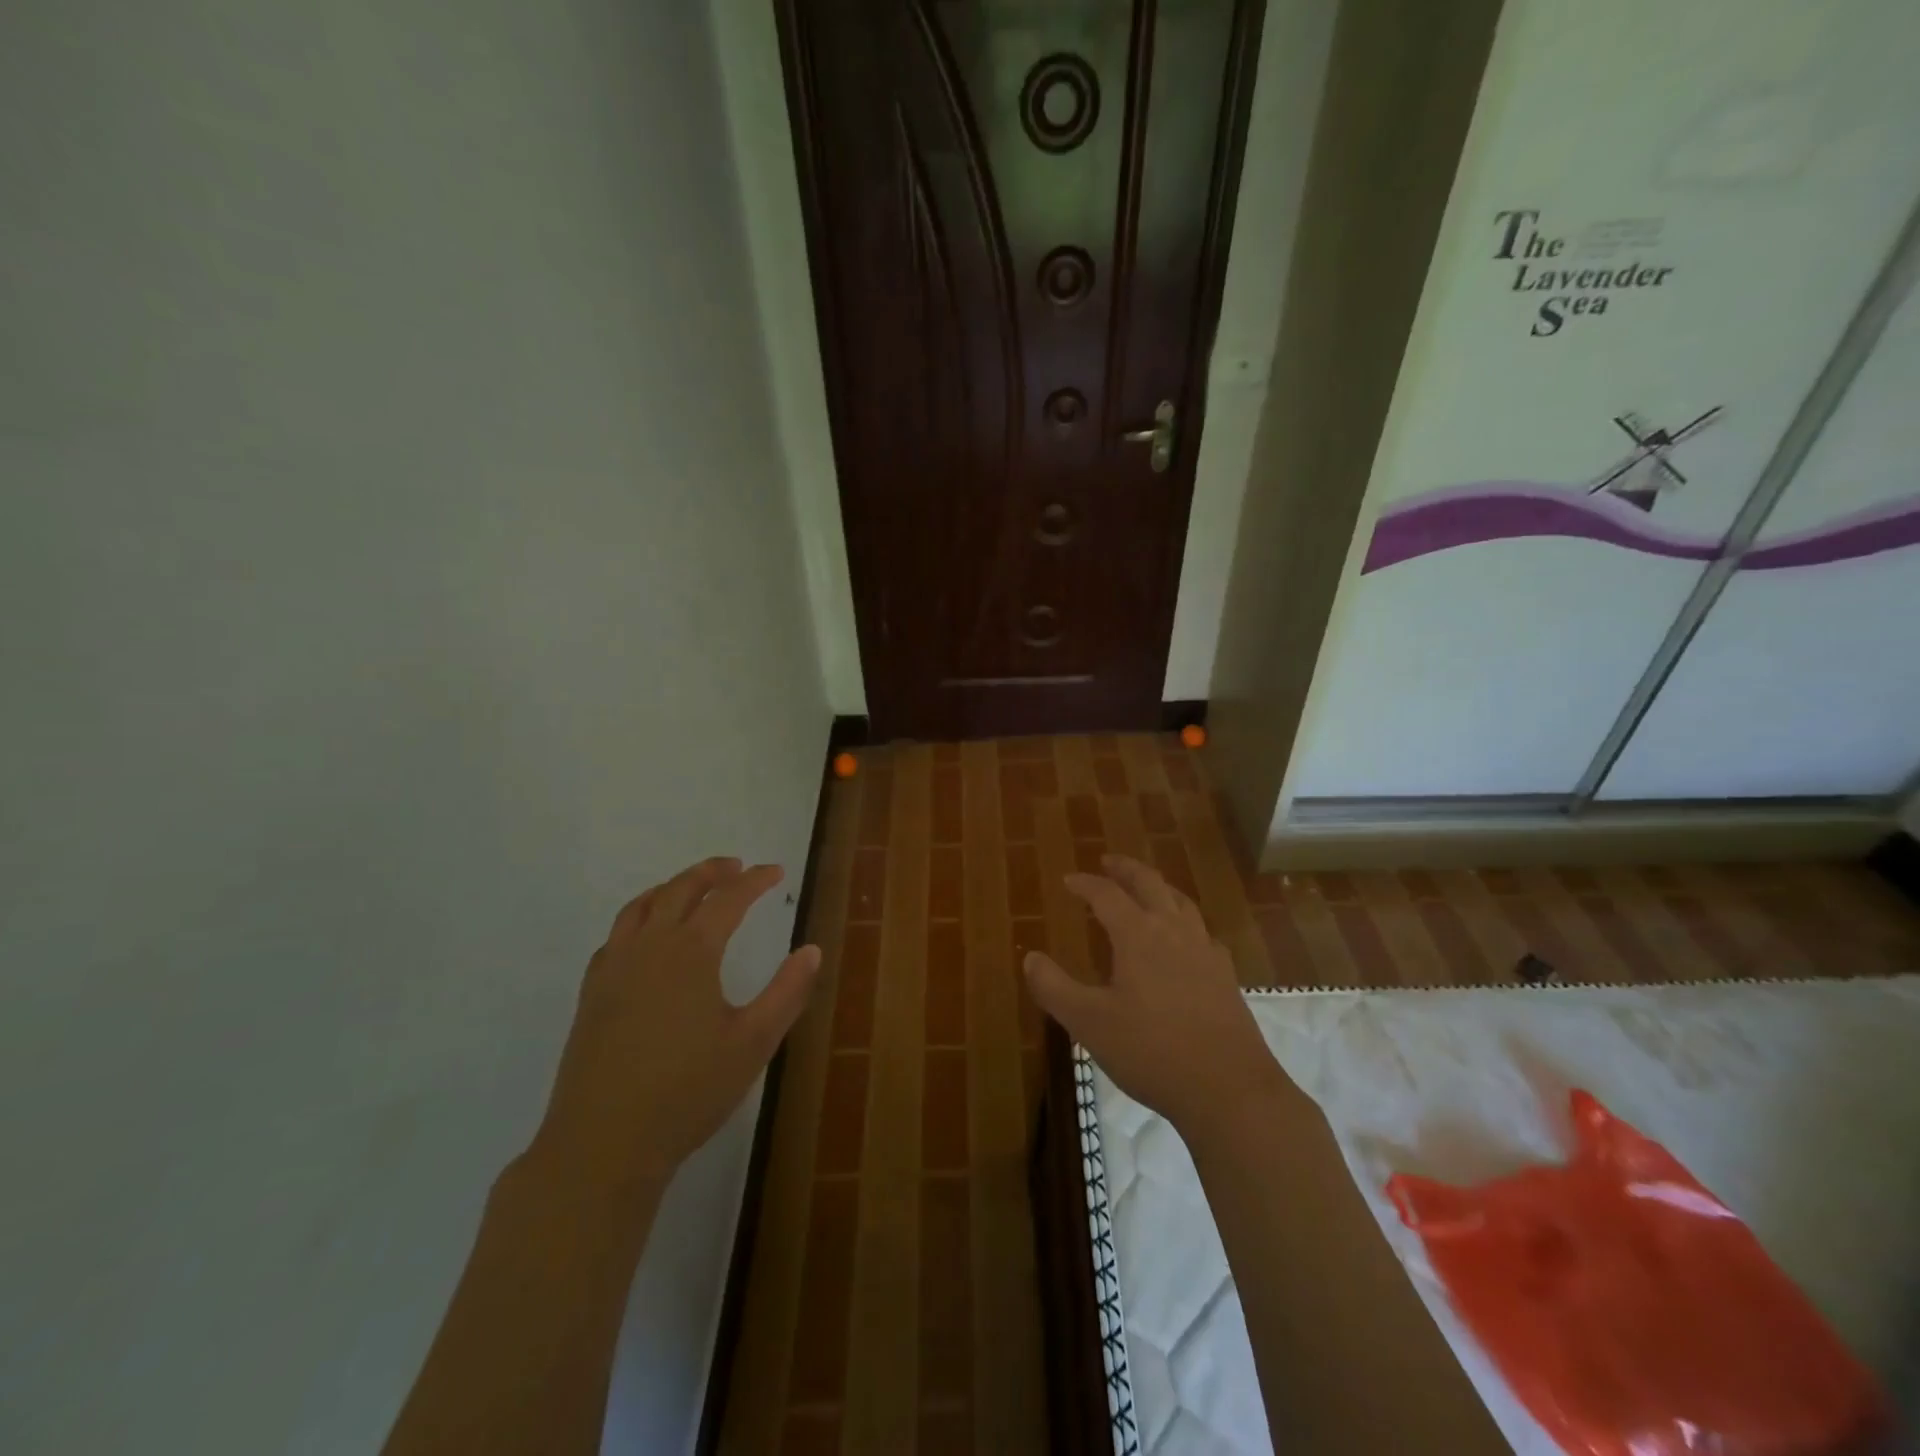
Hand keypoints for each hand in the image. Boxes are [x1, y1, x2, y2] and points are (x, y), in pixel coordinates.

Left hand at [531, 857, 820, 1197]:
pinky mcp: (592, 994)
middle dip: (711, 872)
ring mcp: (614, 969)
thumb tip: (812, 950)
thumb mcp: (754, 1043)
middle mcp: (650, 947)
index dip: (755, 880)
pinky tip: (645, 936)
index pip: (729, 899)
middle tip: (735, 866)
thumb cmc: (688, 1092)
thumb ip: (787, 992)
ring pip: (641, 906)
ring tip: (690, 887)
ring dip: (671, 887)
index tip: (776, 871)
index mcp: (691, 952)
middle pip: (680, 890)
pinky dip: (638, 918)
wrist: (602, 1143)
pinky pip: (616, 935)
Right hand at [1023, 854, 1292, 1138]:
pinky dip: (1185, 922)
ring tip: (1146, 891)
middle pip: (1150, 883)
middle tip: (1108, 862)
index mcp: (1138, 935)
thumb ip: (1054, 988)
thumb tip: (1030, 958)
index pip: (1107, 894)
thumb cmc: (1151, 1052)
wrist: (1229, 1089)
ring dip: (1158, 888)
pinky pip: (1202, 932)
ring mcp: (1205, 951)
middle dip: (1126, 869)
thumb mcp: (1089, 1023)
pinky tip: (1184, 941)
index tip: (1068, 880)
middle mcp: (1174, 931)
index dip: (1085, 884)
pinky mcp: (1225, 976)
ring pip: (1181, 902)